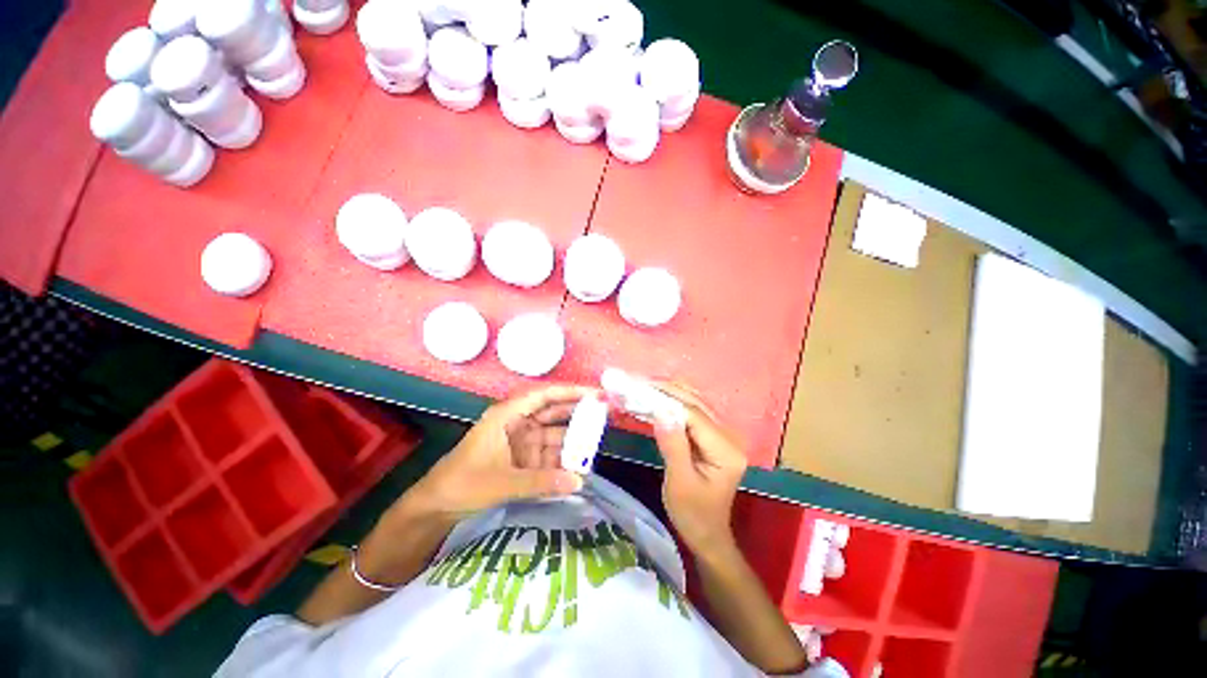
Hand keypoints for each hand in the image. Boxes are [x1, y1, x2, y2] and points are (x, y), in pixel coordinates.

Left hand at [402, 384, 593, 519]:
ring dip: (573, 440)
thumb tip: (579, 481)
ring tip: (597, 444)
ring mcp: (521, 441)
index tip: (595, 394)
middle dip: (578, 412)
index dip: (570, 392)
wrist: (436, 505)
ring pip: (554, 435)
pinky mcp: (523, 458)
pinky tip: (579, 465)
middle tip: (605, 414)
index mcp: (508, 415)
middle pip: (553, 412)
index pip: (545, 396)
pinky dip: (563, 459)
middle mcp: (518, 423)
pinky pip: (548, 454)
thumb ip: (541, 481)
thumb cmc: (463, 483)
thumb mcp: (502, 482)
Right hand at [651, 383, 747, 554]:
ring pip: (695, 404)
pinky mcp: (713, 436)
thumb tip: (661, 411)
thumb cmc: (692, 514)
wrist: (707, 533)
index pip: (694, 416)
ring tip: (645, 388)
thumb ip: (673, 445)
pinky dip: (673, 404)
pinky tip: (657, 400)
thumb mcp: (679, 482)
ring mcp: (723, 435)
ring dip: (670, 395)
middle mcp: (730, 437)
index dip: (668, 400)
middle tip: (639, 384)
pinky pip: (692, 413)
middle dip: (668, 392)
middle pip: (696, 404)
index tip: (642, 390)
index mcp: (726, 450)